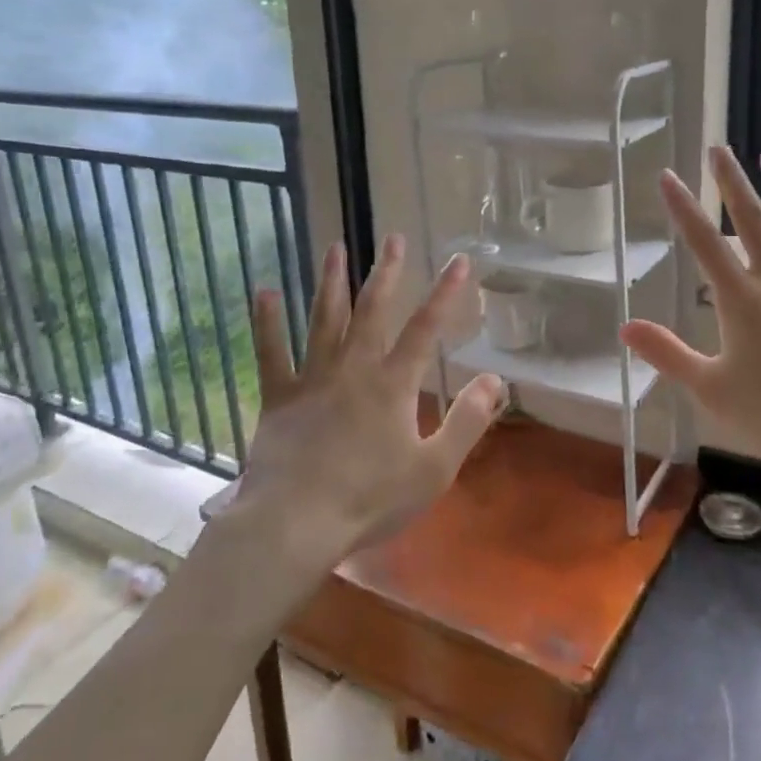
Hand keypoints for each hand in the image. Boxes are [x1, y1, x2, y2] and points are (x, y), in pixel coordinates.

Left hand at [239, 234, 503, 559]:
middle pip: (373, 311)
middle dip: (386, 273)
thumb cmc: (371, 499)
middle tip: (392, 238)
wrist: (297, 522)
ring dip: (331, 282)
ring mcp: (313, 379)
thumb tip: (495, 379)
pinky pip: (272, 353)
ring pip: (324, 320)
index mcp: (393, 385)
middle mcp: (354, 369)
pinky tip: (265, 292)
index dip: (446, 293)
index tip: (459, 260)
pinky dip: (268, 323)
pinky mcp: (279, 397)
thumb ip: (467, 421)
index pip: (426, 329)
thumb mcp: (434, 468)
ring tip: (335, 248)